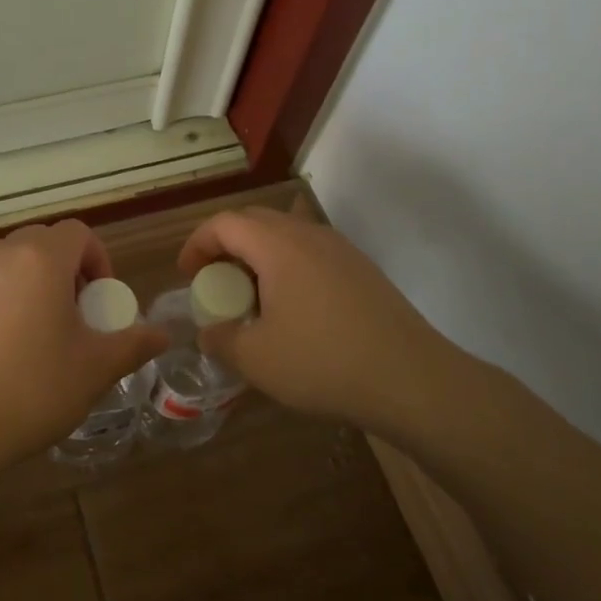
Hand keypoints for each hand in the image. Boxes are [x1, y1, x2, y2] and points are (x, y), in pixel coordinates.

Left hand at [0, 220, 166, 470]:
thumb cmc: (30, 388)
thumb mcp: (94, 369)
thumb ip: (132, 345)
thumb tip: (162, 335)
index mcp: (41, 259)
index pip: (78, 233)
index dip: (99, 260)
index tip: (101, 302)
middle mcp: (2, 254)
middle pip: (45, 243)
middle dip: (69, 270)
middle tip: (78, 316)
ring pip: (15, 262)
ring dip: (38, 283)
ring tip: (45, 334)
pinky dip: (8, 299)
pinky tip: (8, 349)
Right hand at [178, 206, 466, 438]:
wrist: (413, 380)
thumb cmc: (324, 362)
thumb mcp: (257, 360)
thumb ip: (221, 340)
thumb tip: (209, 333)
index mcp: (277, 245)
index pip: (224, 223)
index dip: (197, 244)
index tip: (187, 275)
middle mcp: (308, 234)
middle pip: (254, 221)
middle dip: (226, 246)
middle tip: (216, 283)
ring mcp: (340, 249)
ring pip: (285, 235)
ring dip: (258, 256)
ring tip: (252, 297)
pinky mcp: (361, 269)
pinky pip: (311, 252)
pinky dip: (287, 267)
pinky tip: (293, 309)